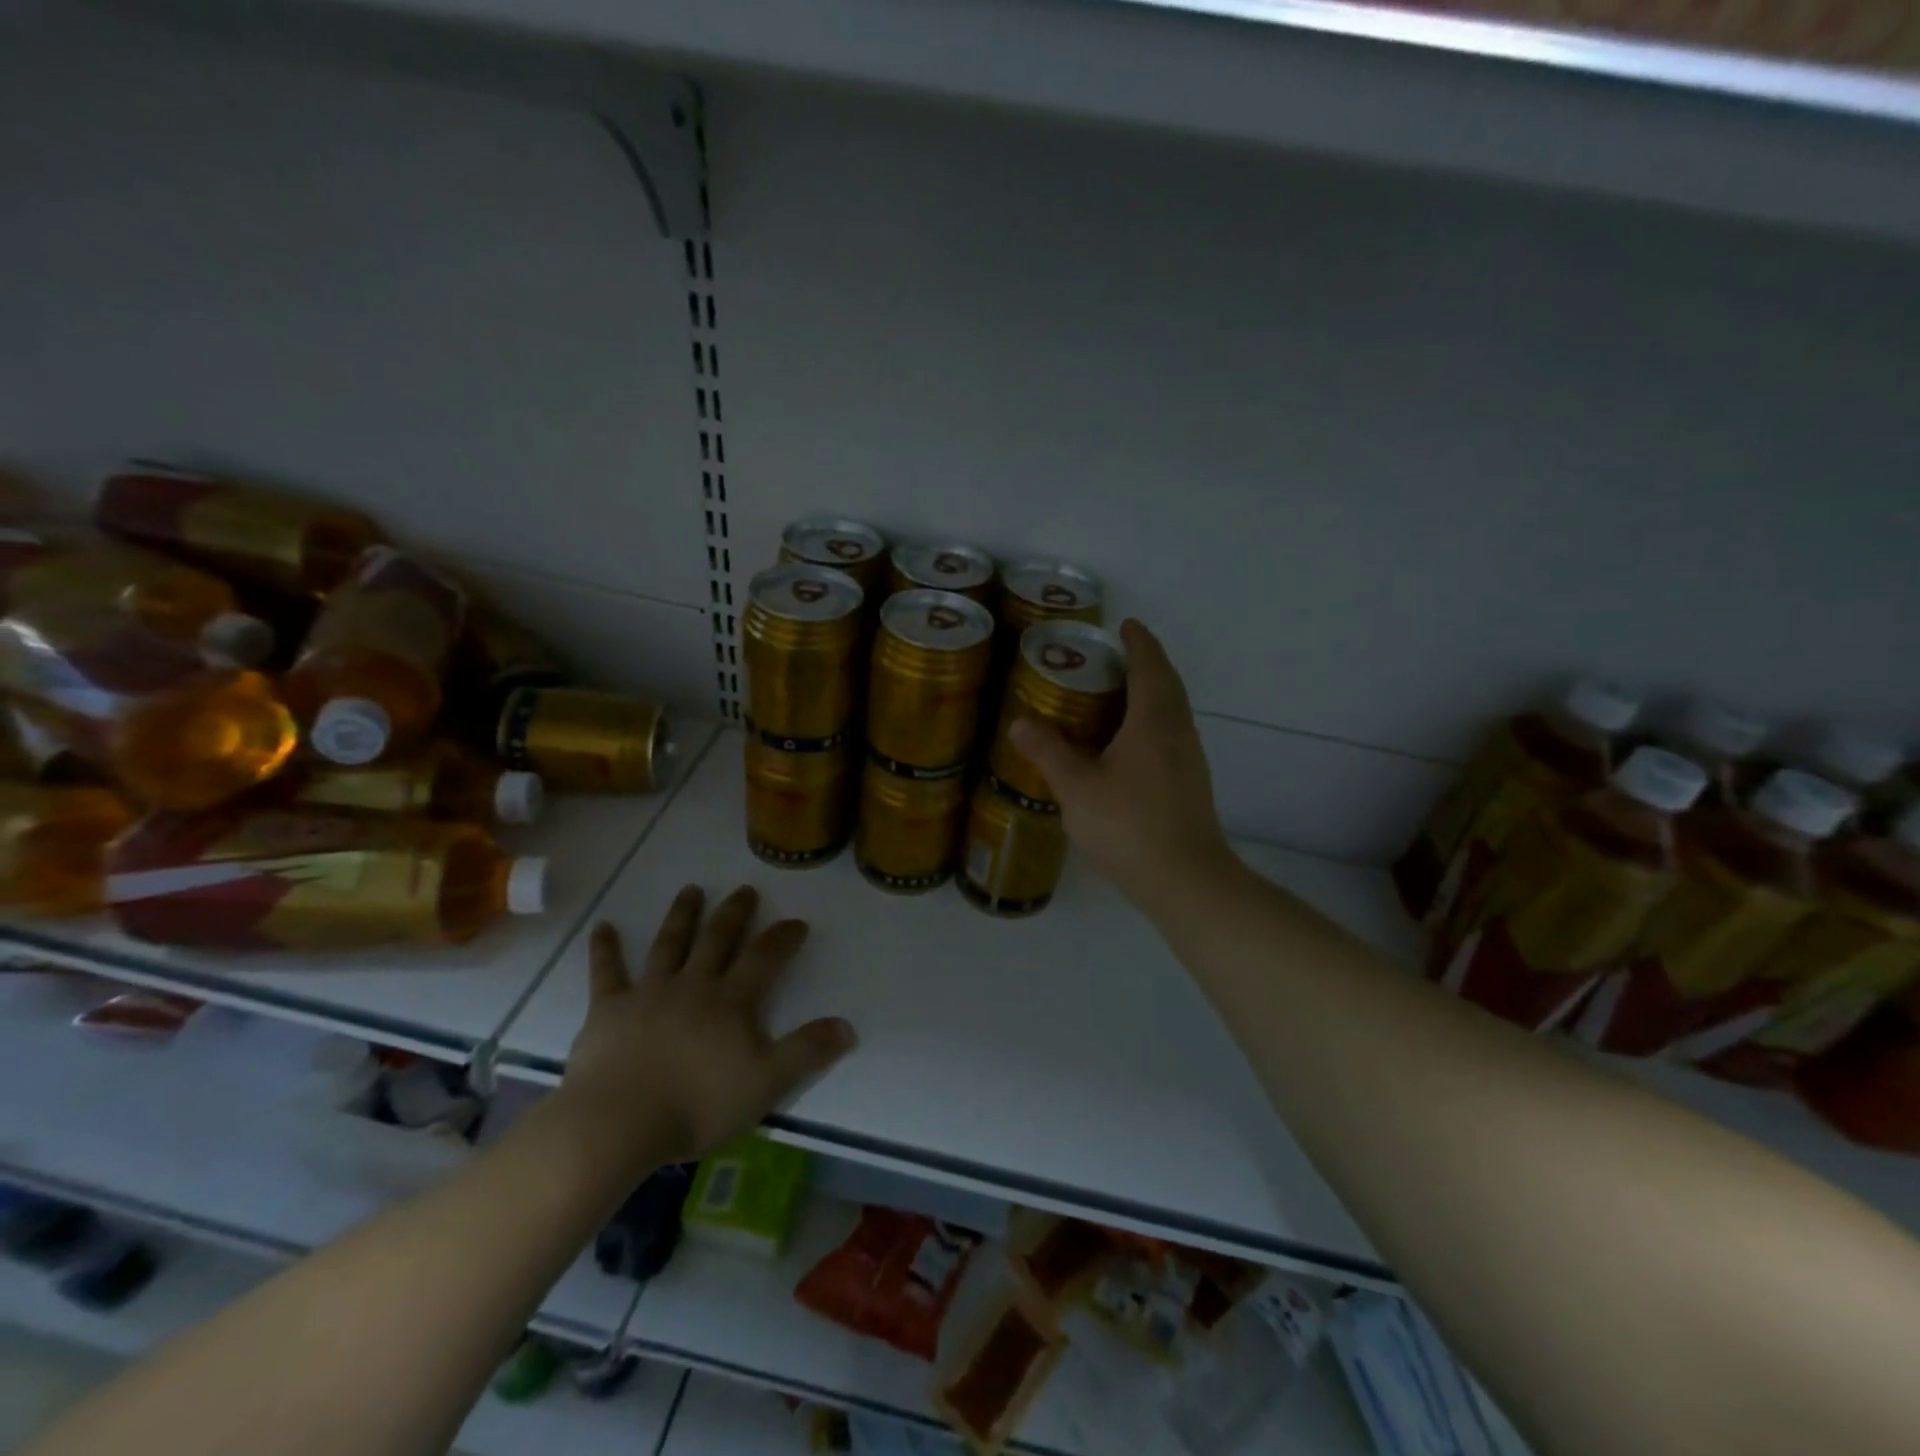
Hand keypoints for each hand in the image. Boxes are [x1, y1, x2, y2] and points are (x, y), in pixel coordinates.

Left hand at [558, 885, 856, 1171]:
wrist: (618, 1123)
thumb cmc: (697, 1105)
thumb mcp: (767, 1083)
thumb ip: (807, 1052)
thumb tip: (847, 1026)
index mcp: (731, 1001)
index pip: (764, 958)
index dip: (782, 938)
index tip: (796, 922)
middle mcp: (693, 985)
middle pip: (718, 939)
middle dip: (735, 913)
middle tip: (745, 890)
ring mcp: (648, 993)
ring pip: (670, 944)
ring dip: (682, 915)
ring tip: (691, 890)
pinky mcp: (609, 1009)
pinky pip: (607, 972)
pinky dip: (605, 948)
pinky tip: (602, 927)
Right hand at [1009, 619, 1233, 910]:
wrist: (1186, 880)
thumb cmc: (1129, 825)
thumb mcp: (1077, 788)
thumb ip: (1049, 752)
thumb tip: (1021, 723)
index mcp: (1153, 721)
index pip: (1149, 666)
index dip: (1138, 642)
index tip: (1125, 625)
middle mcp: (1177, 732)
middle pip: (1167, 684)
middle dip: (1146, 663)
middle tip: (1114, 656)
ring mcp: (1189, 759)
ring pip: (1172, 710)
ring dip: (1151, 692)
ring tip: (1117, 694)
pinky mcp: (1190, 784)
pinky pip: (1171, 734)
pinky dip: (1152, 721)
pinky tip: (1128, 743)